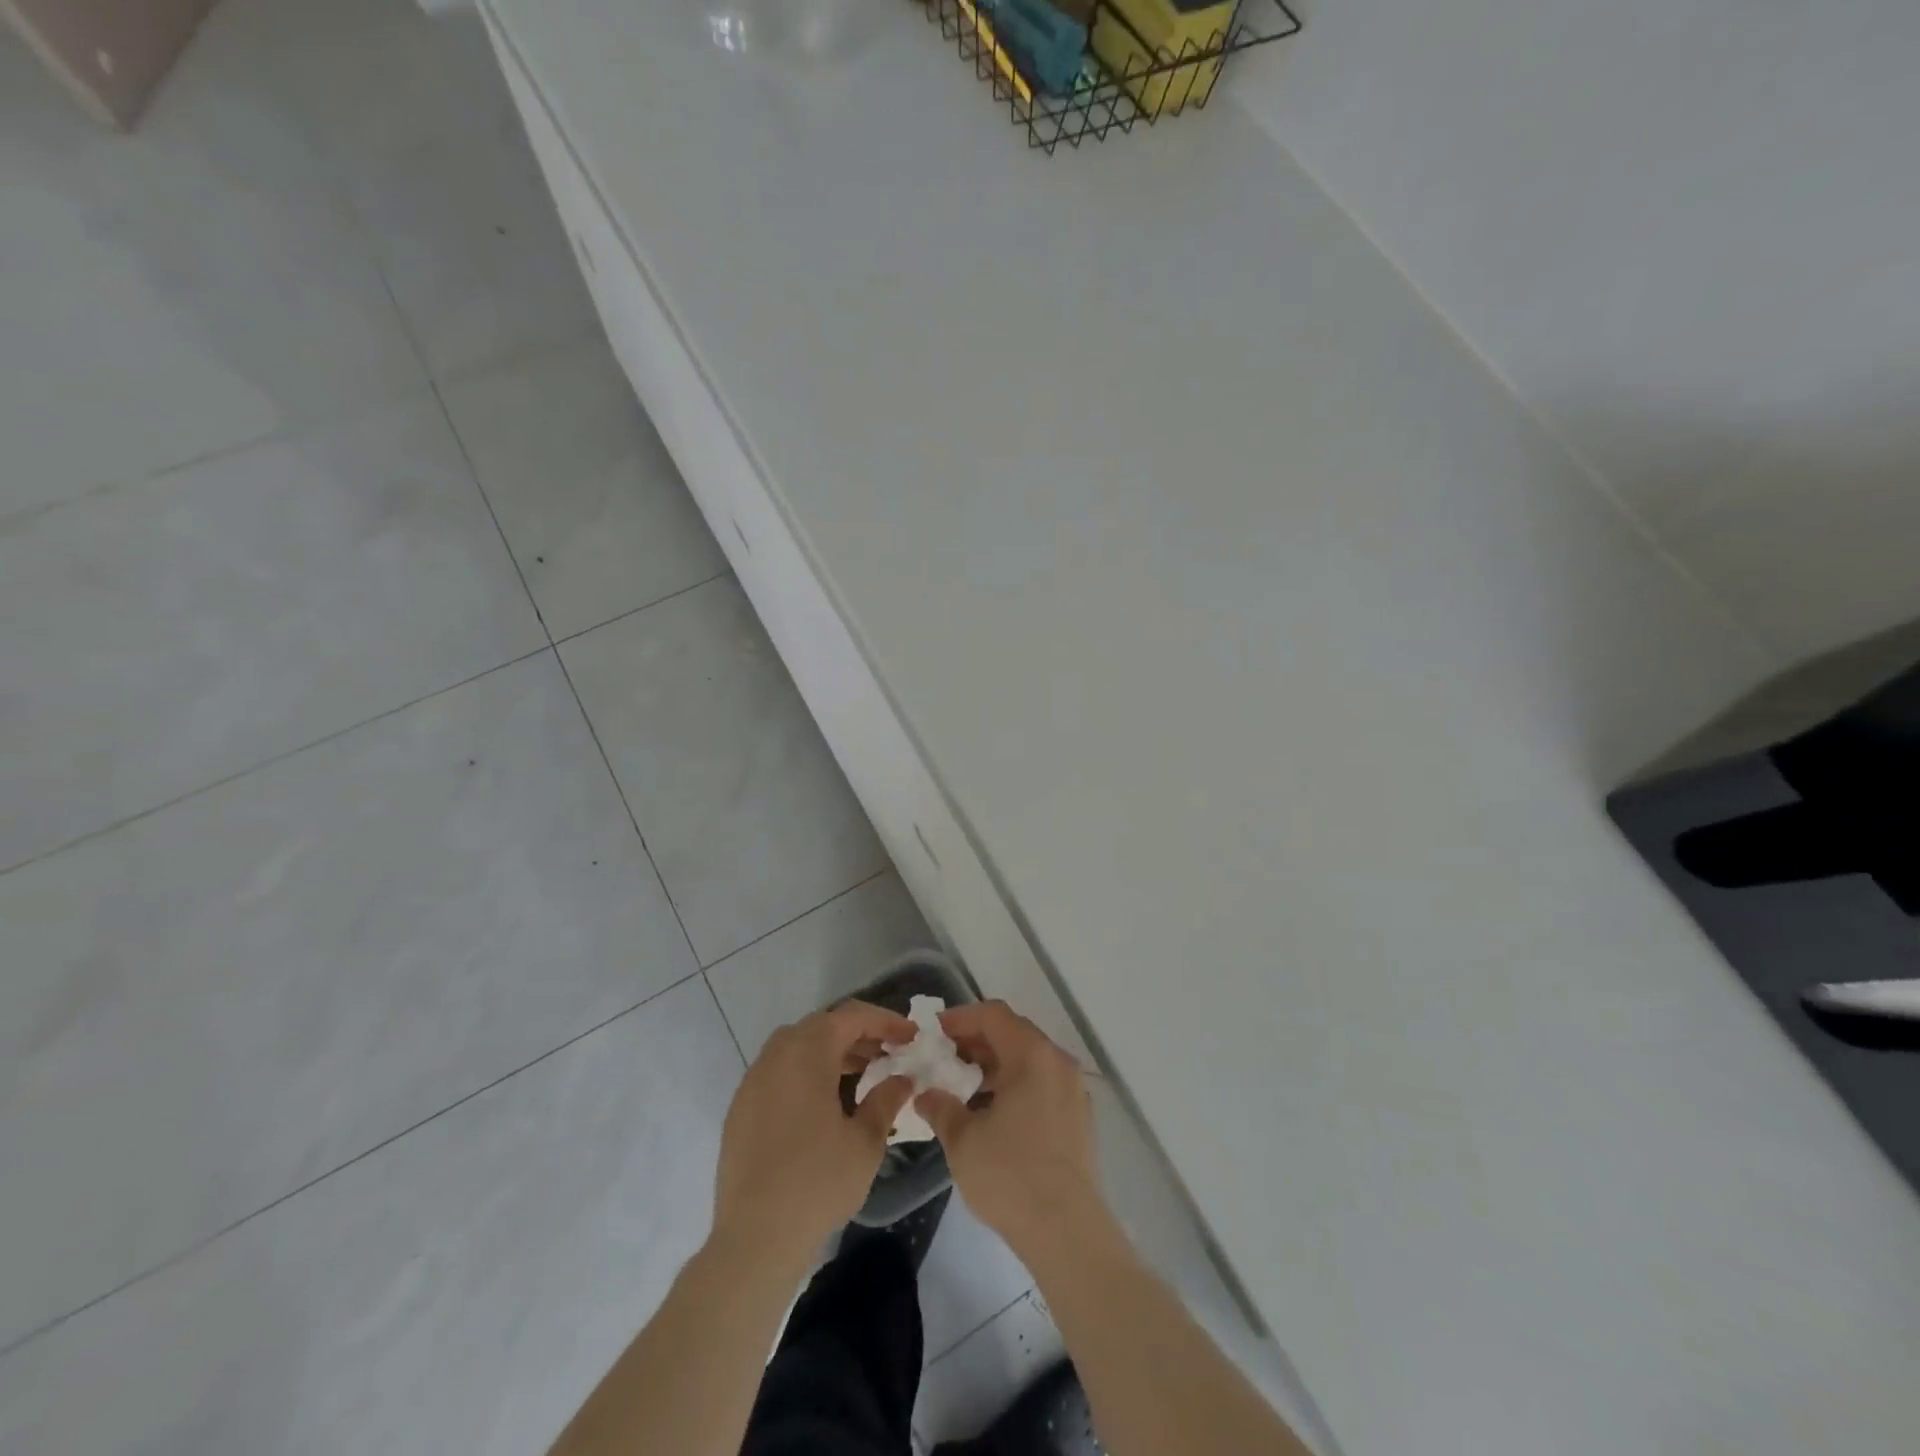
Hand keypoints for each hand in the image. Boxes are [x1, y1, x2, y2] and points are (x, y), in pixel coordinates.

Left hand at [713, 1001, 916, 1264]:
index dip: (885, 1021)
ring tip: (861, 1074)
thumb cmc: (817, 1183)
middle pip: (822, 1026)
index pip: (851, 1017)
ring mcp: (753, 1081)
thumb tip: (902, 1079)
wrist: (754, 1239)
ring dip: (831, 1051)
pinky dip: (806, 1071)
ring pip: (797, 1046)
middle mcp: (776, 1055)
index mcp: (807, 1053)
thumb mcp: (865, 1141)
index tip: (911, 1035)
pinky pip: (779, 1071)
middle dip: (858, 1034)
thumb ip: (886, 1100)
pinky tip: (824, 1102)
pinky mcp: (741, 1108)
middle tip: (888, 1052)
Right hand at [916, 1001, 1102, 1261]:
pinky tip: (992, 1111)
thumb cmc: (1011, 1175)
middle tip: (943, 1058)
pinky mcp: (1078, 1116)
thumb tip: (926, 1094)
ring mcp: (1073, 1089)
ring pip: (1028, 1059)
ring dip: (994, 1064)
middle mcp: (1057, 1062)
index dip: (960, 1018)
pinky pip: (1042, 1082)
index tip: (933, 1033)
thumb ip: (941, 1106)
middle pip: (1012, 1032)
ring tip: (962, 1086)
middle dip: (975, 1041)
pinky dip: (1015, 1083)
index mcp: (1032, 1055)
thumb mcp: (963, 1140)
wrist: (1068, 1232)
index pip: (993, 1015)